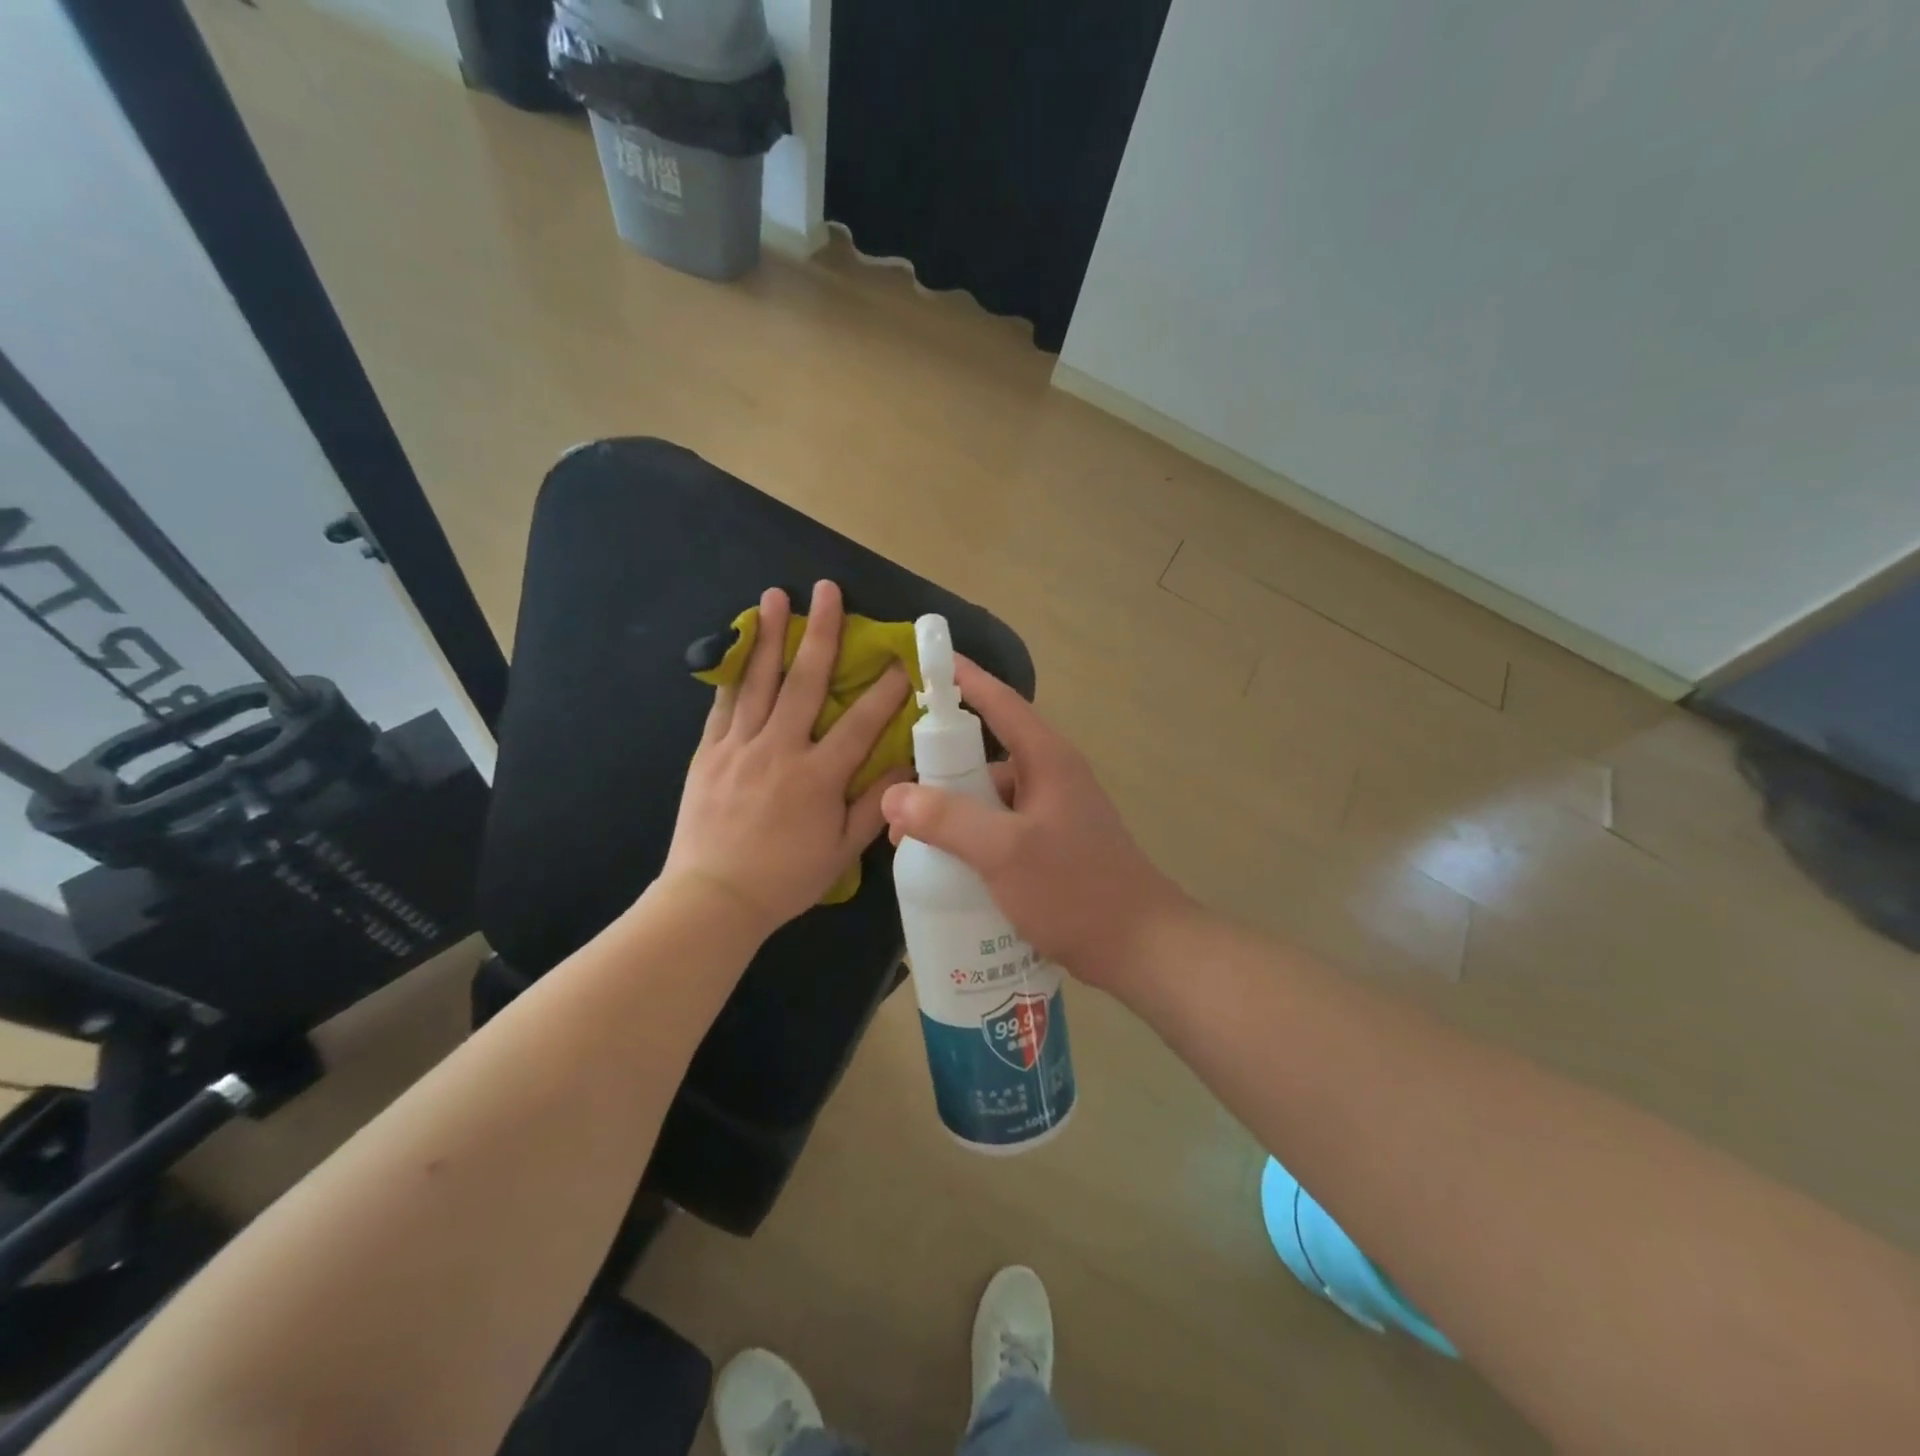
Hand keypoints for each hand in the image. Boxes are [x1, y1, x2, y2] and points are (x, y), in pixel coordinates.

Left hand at [662, 581, 912, 938]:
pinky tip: (739, 646)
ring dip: (769, 635)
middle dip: (821, 633)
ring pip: (758, 681)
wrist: (711, 899)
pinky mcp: (709, 753)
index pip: (860, 723)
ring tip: (775, 597)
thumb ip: (873, 806)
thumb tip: (904, 767)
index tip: (901, 659)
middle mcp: (779, 750)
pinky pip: (723, 704)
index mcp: (818, 776)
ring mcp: (739, 747)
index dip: (885, 689)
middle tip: (828, 590)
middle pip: (804, 681)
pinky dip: (734, 672)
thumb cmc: (785, 879)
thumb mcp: (840, 852)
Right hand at [879, 657, 1191, 991]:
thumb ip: (947, 820)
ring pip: (988, 797)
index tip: (924, 662)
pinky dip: (968, 838)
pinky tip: (942, 865)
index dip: (962, 679)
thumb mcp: (1004, 852)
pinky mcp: (1048, 847)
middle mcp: (1049, 777)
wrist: (1138, 947)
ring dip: (950, 811)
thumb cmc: (1075, 889)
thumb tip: (892, 795)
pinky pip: (997, 828)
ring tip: (908, 840)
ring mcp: (1050, 814)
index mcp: (1046, 760)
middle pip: (984, 754)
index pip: (999, 702)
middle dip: (938, 769)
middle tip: (895, 792)